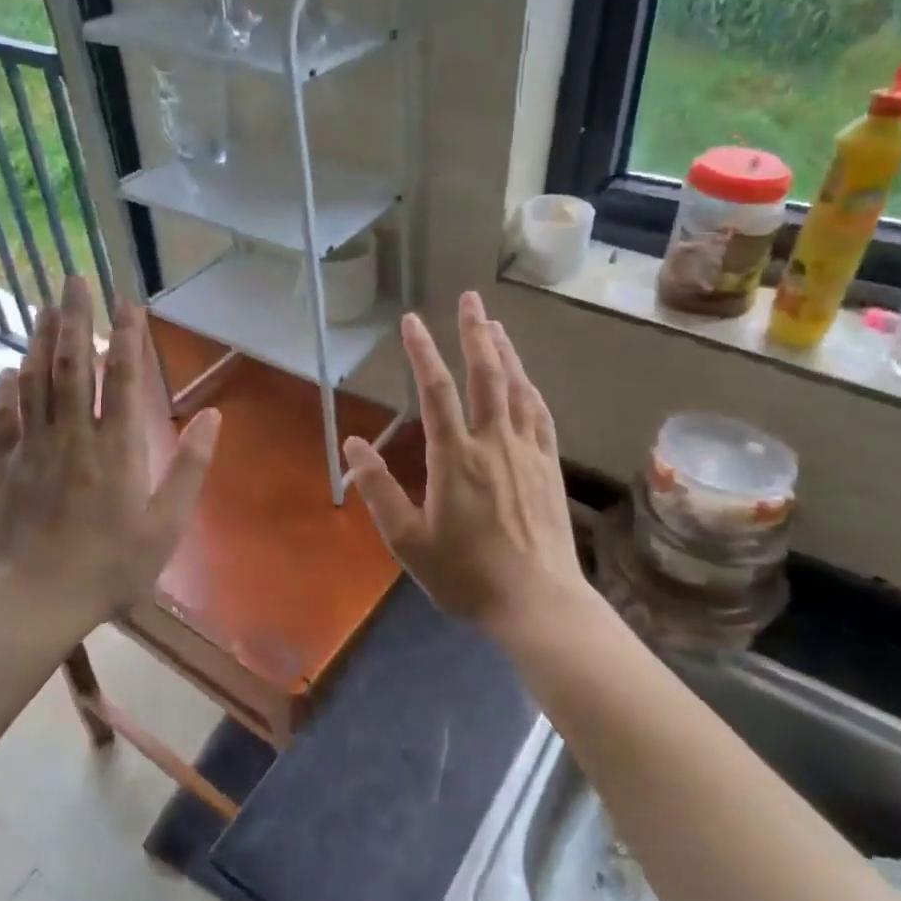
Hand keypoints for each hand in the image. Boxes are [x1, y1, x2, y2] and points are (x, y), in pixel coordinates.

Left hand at [0, 276, 219, 638]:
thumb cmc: (110, 566)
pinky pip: (3, 418)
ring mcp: (34, 448)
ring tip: (43, 305)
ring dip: (39, 340)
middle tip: (74, 278)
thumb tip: (214, 418)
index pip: (121, 377)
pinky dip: (5, 390)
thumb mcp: (166, 524)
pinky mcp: (6, 467)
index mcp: (116, 447)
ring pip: (35, 381)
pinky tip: (7, 370)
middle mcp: (73, 435)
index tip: (127, 302)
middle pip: (71, 364)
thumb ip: (190, 468)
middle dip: (74, 317)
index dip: (125, 336)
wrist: (35, 601)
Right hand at [342, 292, 582, 631]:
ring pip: (516, 388)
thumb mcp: (409, 541)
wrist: (538, 602)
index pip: (436, 390)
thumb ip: (379, 490)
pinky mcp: (549, 466)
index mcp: (455, 457)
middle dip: (475, 332)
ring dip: (505, 352)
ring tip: (495, 325)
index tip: (412, 321)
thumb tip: (352, 445)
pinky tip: (525, 379)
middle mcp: (494, 442)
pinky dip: (529, 388)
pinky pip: (539, 414)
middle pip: (486, 374)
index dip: (422, 351)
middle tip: (471, 298)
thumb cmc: (467, 575)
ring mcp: (527, 451)